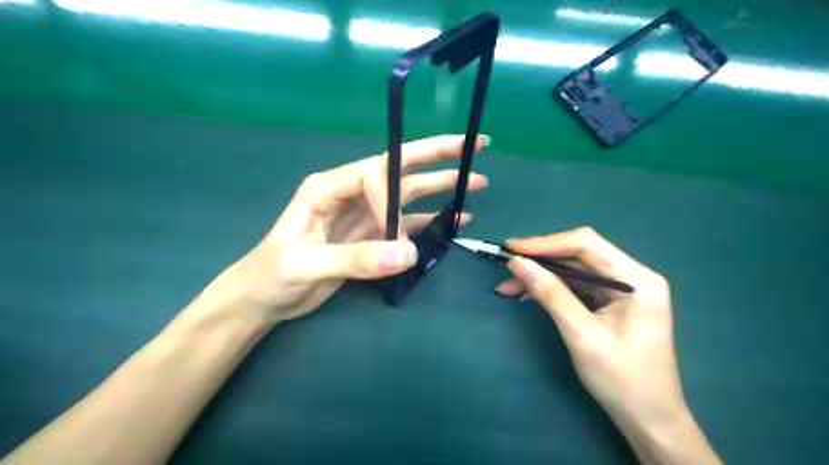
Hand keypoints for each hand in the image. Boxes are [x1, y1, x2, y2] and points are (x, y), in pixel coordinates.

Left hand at [211, 132, 486, 322]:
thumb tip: (410, 254)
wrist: (263, 298)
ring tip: (475, 181)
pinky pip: (408, 225)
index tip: (397, 234)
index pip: (373, 174)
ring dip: (441, 187)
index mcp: (329, 187)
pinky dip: (432, 222)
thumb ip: (356, 259)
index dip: (392, 197)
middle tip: (473, 145)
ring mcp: (364, 215)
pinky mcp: (372, 236)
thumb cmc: (271, 275)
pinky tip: (455, 220)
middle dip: (437, 155)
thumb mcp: (305, 265)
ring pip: (409, 194)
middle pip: (399, 167)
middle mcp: (351, 193)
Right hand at [495, 227, 683, 431]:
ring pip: (573, 269)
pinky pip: (576, 285)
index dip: (545, 243)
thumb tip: (517, 263)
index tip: (511, 248)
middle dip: (540, 258)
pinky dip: (550, 287)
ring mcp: (622, 288)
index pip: (586, 244)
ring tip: (508, 285)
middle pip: (579, 253)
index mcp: (637, 279)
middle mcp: (632, 275)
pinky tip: (527, 294)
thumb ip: (550, 294)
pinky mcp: (611, 301)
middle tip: (505, 265)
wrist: (648, 419)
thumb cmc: (621, 379)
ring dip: (541, 274)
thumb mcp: (581, 335)